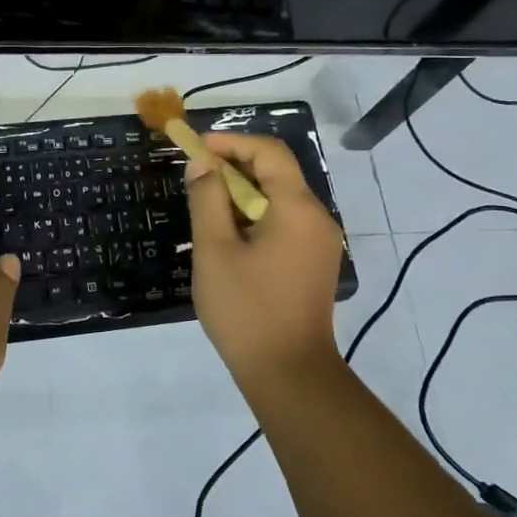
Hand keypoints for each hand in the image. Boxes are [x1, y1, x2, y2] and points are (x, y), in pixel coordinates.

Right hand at [185, 133, 345, 392]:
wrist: (290, 375)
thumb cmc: (247, 310)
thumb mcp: (215, 250)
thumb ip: (207, 199)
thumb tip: (202, 164)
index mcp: (297, 209)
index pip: (269, 152)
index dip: (232, 142)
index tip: (196, 148)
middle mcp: (317, 218)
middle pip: (278, 172)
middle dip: (235, 166)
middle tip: (196, 176)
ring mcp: (321, 242)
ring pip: (281, 198)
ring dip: (244, 192)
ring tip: (207, 204)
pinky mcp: (315, 262)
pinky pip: (286, 222)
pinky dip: (257, 215)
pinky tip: (230, 235)